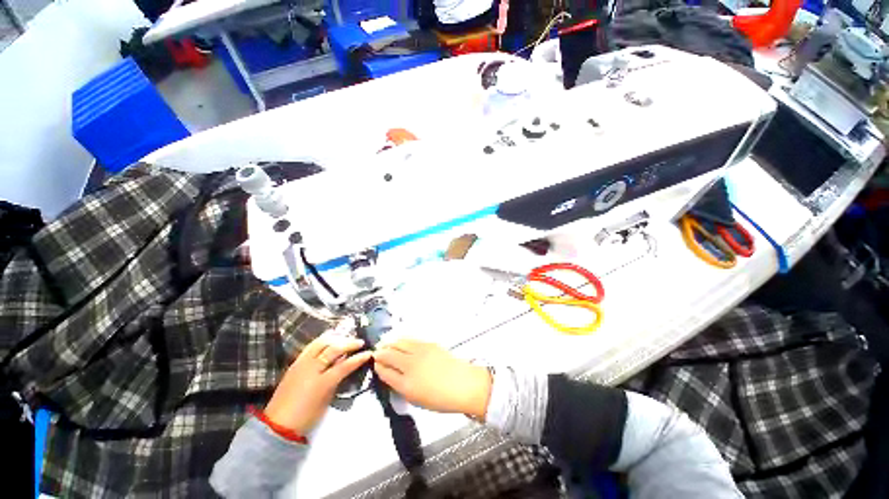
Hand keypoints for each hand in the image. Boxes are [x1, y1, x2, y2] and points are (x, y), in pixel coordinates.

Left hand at [264, 326, 372, 434]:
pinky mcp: (295, 363)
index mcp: (321, 383)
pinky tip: (329, 339)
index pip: (344, 365)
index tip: (369, 353)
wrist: (278, 424)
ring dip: (336, 338)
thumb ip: (336, 380)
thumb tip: (346, 366)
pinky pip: (311, 346)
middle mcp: (311, 369)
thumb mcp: (326, 400)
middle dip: (349, 343)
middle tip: (359, 342)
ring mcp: (301, 364)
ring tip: (345, 338)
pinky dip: (322, 341)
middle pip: (333, 349)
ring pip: (321, 343)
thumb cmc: (306, 417)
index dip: (358, 358)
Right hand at [373, 339, 491, 419]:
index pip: (385, 372)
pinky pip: (410, 340)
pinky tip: (401, 342)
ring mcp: (419, 352)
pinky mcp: (428, 344)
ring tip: (386, 344)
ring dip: (390, 343)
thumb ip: (401, 386)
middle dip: (381, 352)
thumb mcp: (416, 399)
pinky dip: (402, 340)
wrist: (463, 384)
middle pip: (389, 354)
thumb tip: (392, 374)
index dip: (378, 366)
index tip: (375, 363)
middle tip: (377, 352)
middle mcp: (410, 365)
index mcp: (406, 384)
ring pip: (399, 343)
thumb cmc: (440, 398)